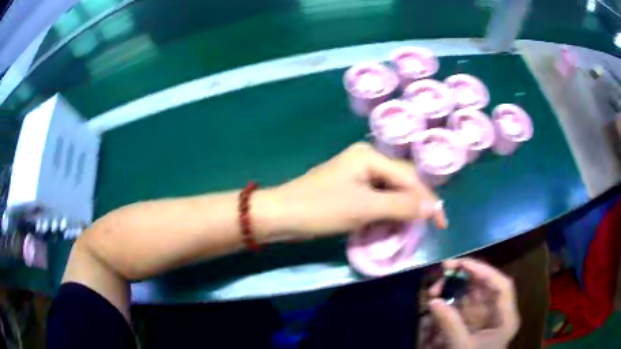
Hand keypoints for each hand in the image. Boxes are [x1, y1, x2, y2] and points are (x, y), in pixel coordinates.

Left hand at [257, 142, 445, 239]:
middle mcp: (366, 159)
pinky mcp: (351, 188)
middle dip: (415, 204)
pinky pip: (377, 198)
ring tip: (413, 227)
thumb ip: (401, 206)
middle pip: (401, 182)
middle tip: (427, 226)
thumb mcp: (364, 208)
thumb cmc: (321, 209)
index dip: (427, 201)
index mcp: (370, 156)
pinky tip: (393, 222)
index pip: (409, 178)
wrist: (281, 216)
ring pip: (390, 191)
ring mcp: (357, 174)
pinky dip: (387, 212)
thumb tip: (433, 208)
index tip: (441, 223)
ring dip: (402, 210)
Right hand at [427, 258, 519, 348]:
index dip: (484, 271)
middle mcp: (499, 312)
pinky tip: (440, 301)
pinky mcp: (476, 322)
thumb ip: (450, 325)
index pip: (502, 286)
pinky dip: (453, 301)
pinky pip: (466, 305)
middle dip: (466, 278)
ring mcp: (487, 317)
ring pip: (475, 294)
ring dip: (457, 289)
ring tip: (436, 289)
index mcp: (506, 318)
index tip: (462, 264)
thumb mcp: (462, 347)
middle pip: (487, 286)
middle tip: (444, 272)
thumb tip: (433, 301)